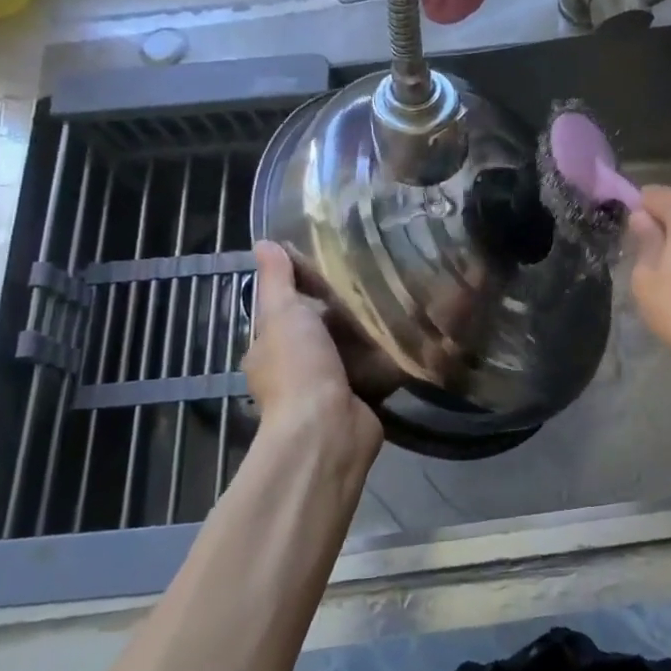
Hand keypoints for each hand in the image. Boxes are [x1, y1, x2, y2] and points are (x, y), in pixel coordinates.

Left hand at [244, 241, 382, 466]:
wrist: (328, 428)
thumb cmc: (299, 367)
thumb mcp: (283, 313)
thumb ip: (277, 280)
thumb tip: (262, 242)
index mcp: (269, 350)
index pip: (284, 311)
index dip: (303, 289)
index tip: (332, 264)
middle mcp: (295, 370)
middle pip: (320, 331)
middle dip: (342, 312)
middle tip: (373, 279)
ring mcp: (329, 388)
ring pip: (349, 351)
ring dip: (367, 334)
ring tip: (395, 298)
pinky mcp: (361, 401)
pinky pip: (375, 371)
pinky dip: (388, 357)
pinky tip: (408, 333)